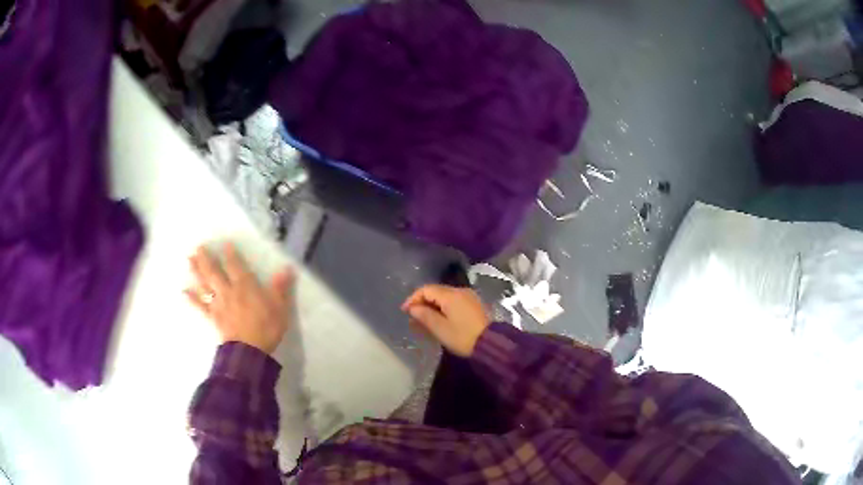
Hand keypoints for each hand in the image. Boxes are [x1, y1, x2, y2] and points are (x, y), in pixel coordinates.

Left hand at [185, 243, 294, 353]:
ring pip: (205, 284)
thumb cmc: (266, 328)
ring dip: (196, 271)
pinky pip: (200, 306)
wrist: (249, 351)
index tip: (225, 244)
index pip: (236, 266)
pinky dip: (191, 299)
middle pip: (215, 271)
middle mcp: (228, 291)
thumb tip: (287, 268)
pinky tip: (184, 292)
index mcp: (245, 286)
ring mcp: (218, 304)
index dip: (230, 254)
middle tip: (198, 247)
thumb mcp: (280, 307)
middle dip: (206, 258)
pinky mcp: (212, 317)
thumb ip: (281, 287)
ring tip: (189, 260)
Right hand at [401, 285, 489, 356]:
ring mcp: (469, 296)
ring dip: (433, 305)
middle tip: (413, 317)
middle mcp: (460, 291)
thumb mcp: (440, 328)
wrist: (491, 344)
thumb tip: (413, 308)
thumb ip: (425, 315)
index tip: (405, 311)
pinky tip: (440, 319)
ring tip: (425, 319)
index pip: (426, 289)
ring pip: (445, 296)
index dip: (413, 298)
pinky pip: (454, 301)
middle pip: (436, 291)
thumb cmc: (463, 337)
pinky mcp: (474, 304)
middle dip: (422, 302)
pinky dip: (443, 307)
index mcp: (451, 295)